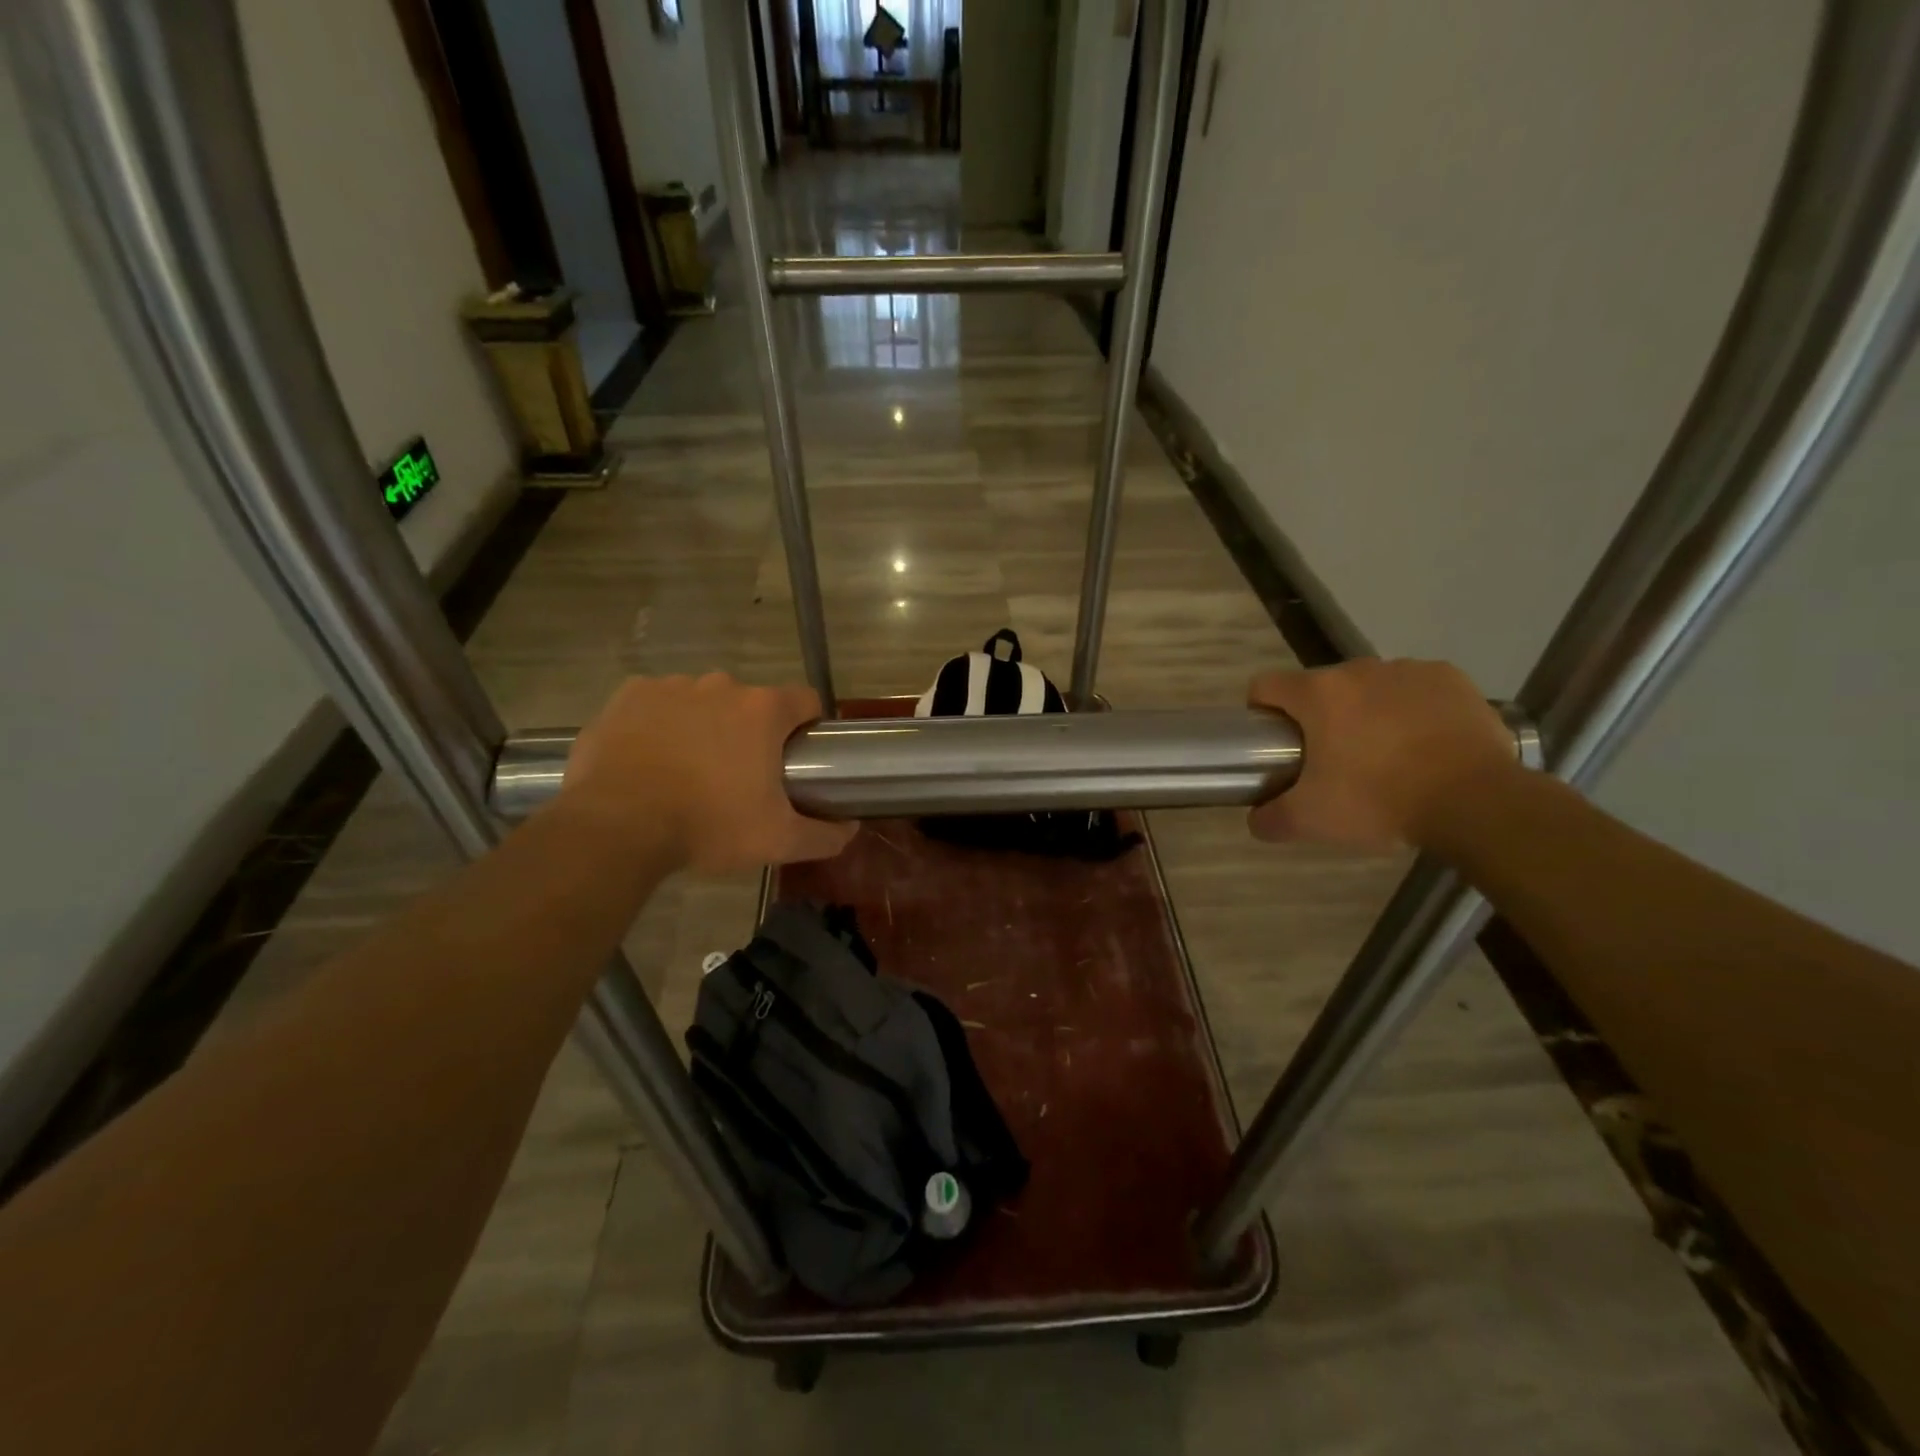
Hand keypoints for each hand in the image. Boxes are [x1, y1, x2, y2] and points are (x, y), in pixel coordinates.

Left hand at [557, 674, 856, 874]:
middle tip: (738, 777)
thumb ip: (825, 835)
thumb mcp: (778, 841)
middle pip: (752, 703)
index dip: (807, 726)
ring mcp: (672, 686)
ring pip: (704, 701)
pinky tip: (652, 758)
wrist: (617, 826)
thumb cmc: (707, 826)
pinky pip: (658, 702)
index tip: (796, 758)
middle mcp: (722, 685)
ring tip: (689, 771)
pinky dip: (661, 723)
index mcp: (763, 711)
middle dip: (751, 732)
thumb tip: (851, 829)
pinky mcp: (629, 695)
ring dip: (706, 726)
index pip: (805, 700)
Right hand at [1247, 660, 1520, 851]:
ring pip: (1369, 688)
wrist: (1475, 802)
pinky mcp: (1451, 679)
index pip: (1265, 686)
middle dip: (1319, 718)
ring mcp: (1408, 670)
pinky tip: (1424, 743)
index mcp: (1317, 694)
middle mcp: (1358, 670)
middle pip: (1320, 688)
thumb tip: (1257, 818)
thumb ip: (1270, 819)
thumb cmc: (1379, 801)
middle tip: (1333, 762)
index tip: (1274, 744)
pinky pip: (1416, 689)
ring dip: (1366, 712)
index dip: (1261, 713)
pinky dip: (1412, 710)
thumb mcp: (1310, 821)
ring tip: (1385, 755)